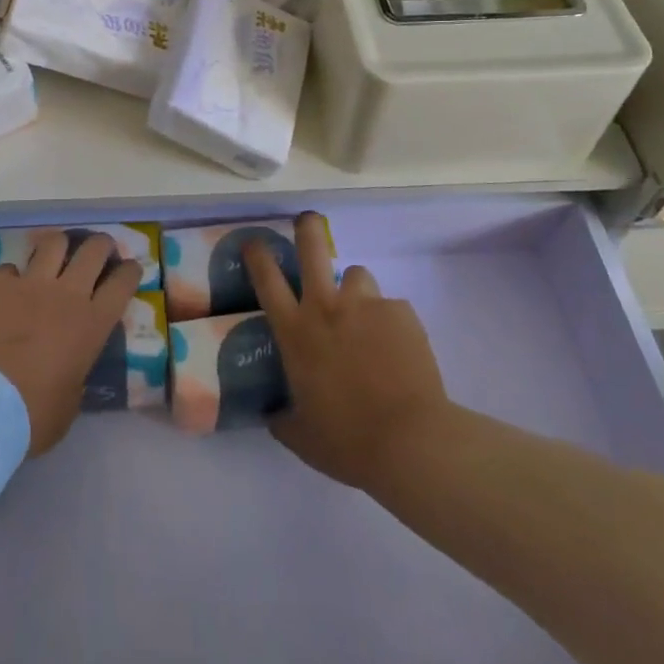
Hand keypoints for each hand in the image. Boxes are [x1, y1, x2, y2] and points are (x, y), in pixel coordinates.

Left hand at [0, 233, 141, 455]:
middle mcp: (66, 294)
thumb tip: (71, 366)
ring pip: (54, 243)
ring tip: (57, 255)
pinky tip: (8, 289)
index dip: (129, 271)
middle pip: (93, 250)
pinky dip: (13, 276)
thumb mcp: (70, 403)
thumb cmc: (31, 416)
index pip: (122, 283)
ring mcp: (30, 284)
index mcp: (92, 324)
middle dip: (101, 245)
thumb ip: (76, 374)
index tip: (130, 269)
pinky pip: (10, 268)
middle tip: (99, 251)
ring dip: (60, 247)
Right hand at [246, 212, 448, 491]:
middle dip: (306, 228)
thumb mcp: (302, 437)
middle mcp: (326, 307)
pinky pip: (391, 307)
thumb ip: (282, 419)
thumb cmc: (347, 441)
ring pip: (357, 274)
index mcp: (296, 332)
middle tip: (306, 222)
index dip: (257, 254)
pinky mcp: (401, 313)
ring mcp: (366, 305)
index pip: (267, 279)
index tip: (254, 242)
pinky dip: (390, 323)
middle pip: (312, 247)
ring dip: (356, 290)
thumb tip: (271, 414)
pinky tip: (398, 352)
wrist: (410, 441)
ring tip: (365, 317)